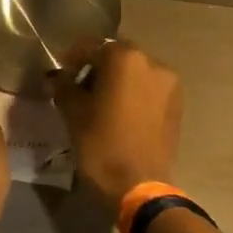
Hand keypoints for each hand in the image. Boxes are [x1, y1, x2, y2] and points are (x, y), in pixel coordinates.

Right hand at [51, 38, 182, 211]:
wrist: (139, 186)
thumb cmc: (101, 145)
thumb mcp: (74, 114)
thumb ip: (63, 87)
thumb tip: (56, 78)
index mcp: (126, 58)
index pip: (92, 46)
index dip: (72, 57)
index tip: (59, 72)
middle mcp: (153, 63)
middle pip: (117, 56)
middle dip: (97, 67)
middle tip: (77, 87)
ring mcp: (169, 84)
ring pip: (135, 72)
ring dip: (117, 80)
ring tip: (99, 102)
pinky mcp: (177, 105)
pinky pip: (149, 90)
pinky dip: (133, 94)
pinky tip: (119, 113)